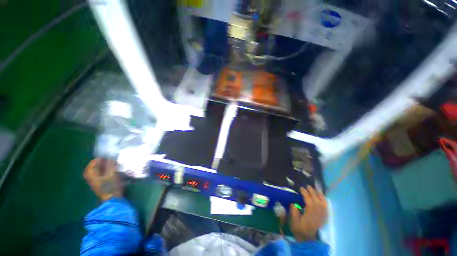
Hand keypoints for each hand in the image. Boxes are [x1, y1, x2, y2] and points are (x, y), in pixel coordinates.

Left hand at [84, 158, 122, 200]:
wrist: (112, 199)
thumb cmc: (111, 186)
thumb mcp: (112, 174)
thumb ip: (111, 165)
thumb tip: (111, 157)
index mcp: (92, 176)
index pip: (91, 166)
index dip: (96, 160)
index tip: (104, 157)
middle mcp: (91, 179)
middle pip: (90, 170)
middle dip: (96, 164)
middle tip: (104, 160)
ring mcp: (94, 183)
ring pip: (94, 173)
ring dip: (99, 168)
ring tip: (107, 165)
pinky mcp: (99, 186)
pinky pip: (97, 176)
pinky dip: (101, 172)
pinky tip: (107, 171)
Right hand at [290, 185, 327, 241]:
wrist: (307, 240)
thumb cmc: (299, 229)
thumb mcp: (294, 221)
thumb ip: (294, 212)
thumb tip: (293, 203)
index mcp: (310, 214)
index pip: (309, 201)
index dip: (305, 194)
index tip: (301, 188)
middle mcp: (318, 214)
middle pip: (316, 200)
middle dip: (312, 192)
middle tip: (308, 186)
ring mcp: (322, 216)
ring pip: (323, 203)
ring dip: (320, 196)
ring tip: (317, 189)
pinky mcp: (324, 218)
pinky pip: (326, 208)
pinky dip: (325, 202)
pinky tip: (322, 198)